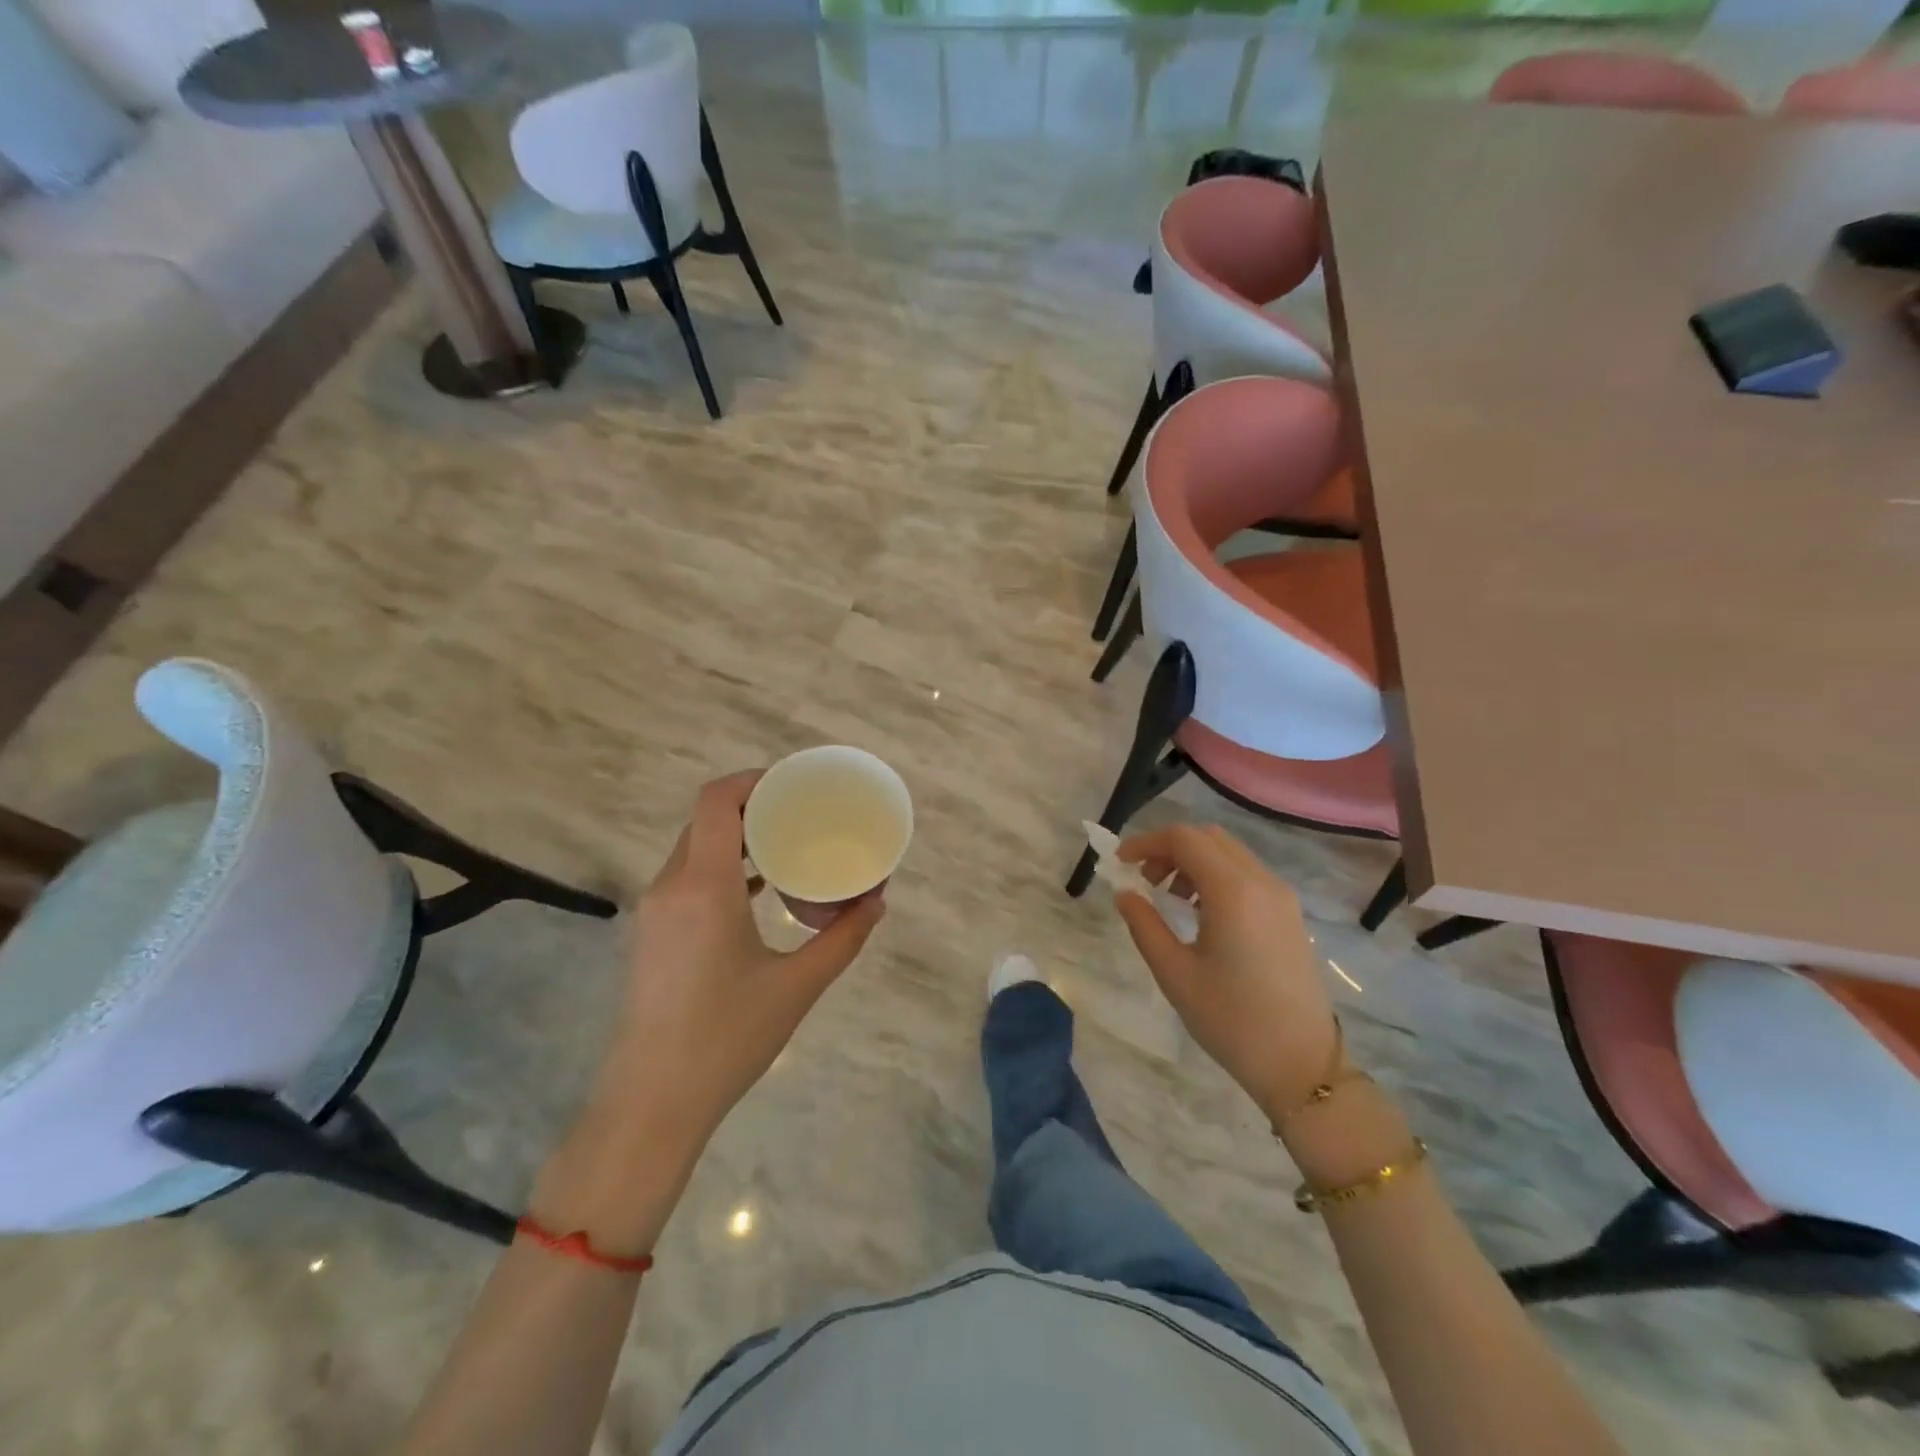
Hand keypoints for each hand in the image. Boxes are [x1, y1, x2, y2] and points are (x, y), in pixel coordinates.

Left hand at [595, 771, 884, 1151]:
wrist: (652, 1101)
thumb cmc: (727, 1037)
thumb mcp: (798, 986)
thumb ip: (843, 938)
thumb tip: (877, 902)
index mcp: (704, 886)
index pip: (716, 801)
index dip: (752, 780)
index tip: (794, 785)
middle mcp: (672, 886)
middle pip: (707, 820)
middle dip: (753, 806)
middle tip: (802, 813)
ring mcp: (656, 910)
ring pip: (695, 848)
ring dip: (737, 838)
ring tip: (787, 844)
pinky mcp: (654, 933)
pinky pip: (688, 877)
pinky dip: (723, 867)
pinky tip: (759, 889)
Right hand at [1115, 825, 1338, 1124]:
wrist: (1302, 1064)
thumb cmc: (1231, 1020)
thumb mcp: (1175, 973)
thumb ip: (1144, 924)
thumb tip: (1125, 892)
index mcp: (1234, 892)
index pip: (1184, 839)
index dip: (1147, 843)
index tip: (1121, 864)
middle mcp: (1262, 882)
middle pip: (1208, 838)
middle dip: (1170, 848)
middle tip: (1145, 880)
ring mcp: (1281, 897)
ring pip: (1229, 853)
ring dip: (1193, 861)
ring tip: (1170, 898)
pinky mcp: (1289, 914)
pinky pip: (1246, 874)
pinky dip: (1216, 876)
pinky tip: (1201, 912)